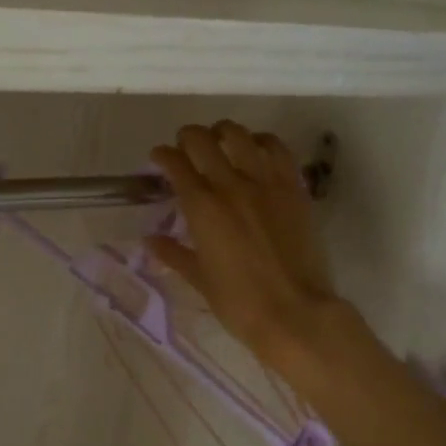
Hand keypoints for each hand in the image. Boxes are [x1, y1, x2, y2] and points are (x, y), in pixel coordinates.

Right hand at [148, 123, 360, 374]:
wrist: (295, 313)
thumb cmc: (239, 302)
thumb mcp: (199, 278)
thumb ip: (173, 253)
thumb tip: (150, 240)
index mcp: (202, 207)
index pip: (175, 163)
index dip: (163, 155)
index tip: (159, 158)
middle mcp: (231, 185)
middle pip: (203, 139)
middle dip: (188, 137)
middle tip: (186, 149)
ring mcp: (266, 183)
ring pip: (240, 135)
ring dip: (223, 133)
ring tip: (220, 143)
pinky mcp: (294, 188)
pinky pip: (277, 149)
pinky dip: (261, 142)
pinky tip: (255, 151)